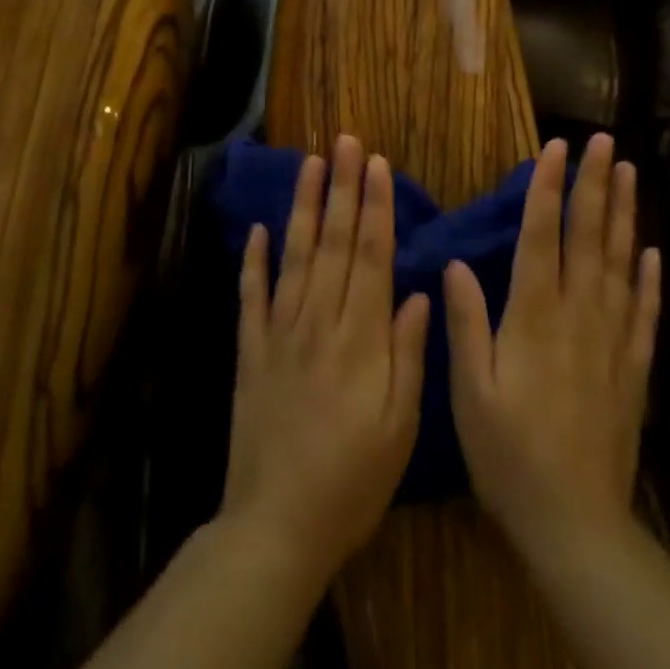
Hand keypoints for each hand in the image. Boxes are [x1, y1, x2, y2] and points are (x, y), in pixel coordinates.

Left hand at [220, 135, 431, 583]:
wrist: (276, 526)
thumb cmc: (353, 480)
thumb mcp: (401, 425)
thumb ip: (409, 352)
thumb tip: (419, 291)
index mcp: (361, 337)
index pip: (372, 256)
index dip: (375, 206)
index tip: (376, 164)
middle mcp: (319, 322)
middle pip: (334, 243)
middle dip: (341, 188)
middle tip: (344, 142)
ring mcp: (280, 334)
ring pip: (294, 257)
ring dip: (303, 208)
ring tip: (308, 164)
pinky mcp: (250, 354)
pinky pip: (251, 298)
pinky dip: (253, 261)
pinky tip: (256, 229)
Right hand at [444, 133, 661, 561]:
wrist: (575, 522)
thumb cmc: (509, 455)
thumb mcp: (469, 392)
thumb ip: (466, 323)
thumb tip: (457, 262)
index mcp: (535, 316)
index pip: (543, 235)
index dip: (548, 187)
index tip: (556, 147)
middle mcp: (578, 315)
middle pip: (588, 236)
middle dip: (594, 184)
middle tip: (604, 141)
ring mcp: (612, 339)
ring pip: (619, 262)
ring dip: (624, 214)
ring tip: (628, 173)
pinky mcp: (633, 367)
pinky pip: (644, 311)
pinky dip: (649, 278)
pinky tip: (652, 252)